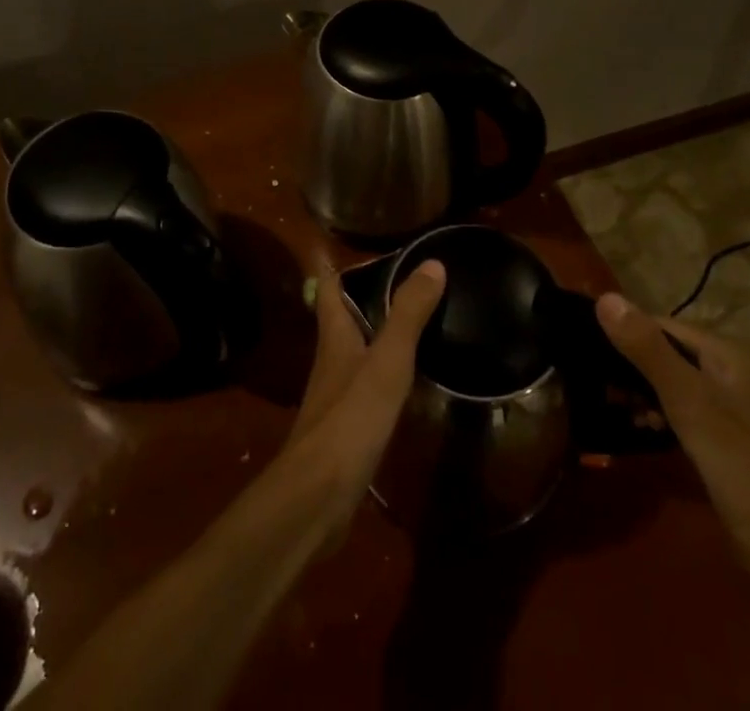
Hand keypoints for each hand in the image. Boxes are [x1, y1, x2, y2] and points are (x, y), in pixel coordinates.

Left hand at [283, 261, 446, 526]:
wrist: (318, 497)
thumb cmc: (351, 418)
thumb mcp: (387, 361)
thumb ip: (408, 314)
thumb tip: (431, 262)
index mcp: (334, 335)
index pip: (329, 288)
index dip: (343, 268)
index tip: (373, 253)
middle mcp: (330, 359)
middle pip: (343, 318)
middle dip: (368, 300)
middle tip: (408, 287)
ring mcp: (335, 395)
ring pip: (356, 352)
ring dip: (378, 337)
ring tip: (416, 327)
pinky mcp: (344, 427)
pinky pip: (365, 387)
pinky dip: (384, 375)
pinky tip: (408, 383)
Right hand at [596, 294, 749, 553]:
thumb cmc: (738, 463)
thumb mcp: (687, 400)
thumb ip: (646, 349)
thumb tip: (603, 298)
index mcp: (728, 352)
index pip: (661, 325)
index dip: (626, 335)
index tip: (590, 354)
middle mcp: (730, 370)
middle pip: (666, 352)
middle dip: (632, 367)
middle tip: (600, 386)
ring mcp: (729, 405)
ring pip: (671, 381)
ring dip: (643, 392)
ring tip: (617, 408)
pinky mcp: (724, 437)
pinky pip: (681, 408)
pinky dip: (659, 413)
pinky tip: (641, 427)